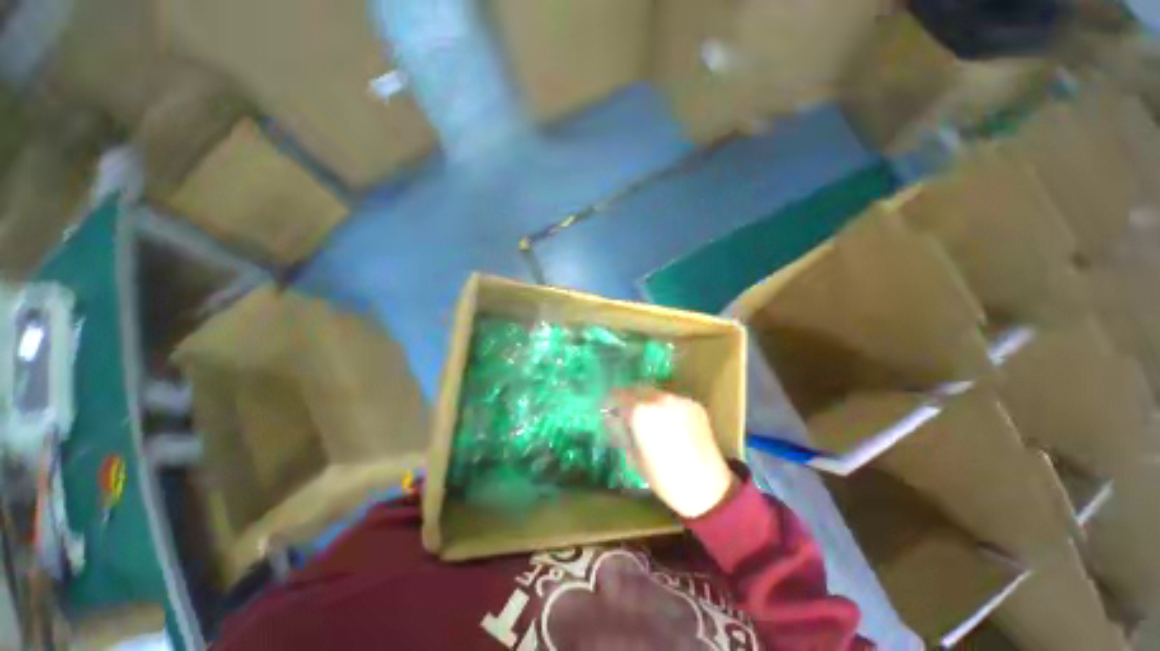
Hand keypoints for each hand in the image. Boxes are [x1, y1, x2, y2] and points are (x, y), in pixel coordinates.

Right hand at [615, 391, 735, 518]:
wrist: (707, 486)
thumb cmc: (663, 477)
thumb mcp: (633, 456)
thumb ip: (619, 430)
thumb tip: (610, 417)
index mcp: (640, 410)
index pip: (617, 395)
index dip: (609, 401)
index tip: (606, 408)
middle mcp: (659, 398)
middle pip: (636, 388)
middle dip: (627, 397)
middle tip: (623, 410)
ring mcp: (679, 399)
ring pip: (655, 392)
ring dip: (646, 399)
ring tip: (646, 416)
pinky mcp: (694, 404)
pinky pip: (672, 399)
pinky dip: (664, 406)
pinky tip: (667, 422)